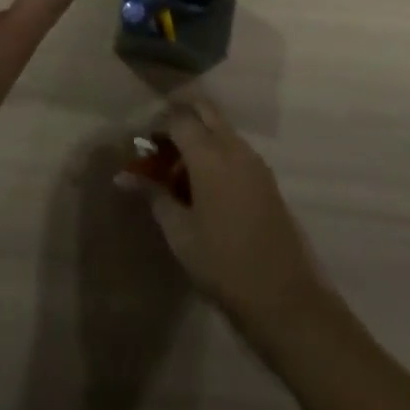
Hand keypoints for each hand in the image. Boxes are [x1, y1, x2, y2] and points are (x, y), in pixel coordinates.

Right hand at [130, 100, 330, 330]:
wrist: (285, 299)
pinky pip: (236, 148)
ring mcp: (255, 161)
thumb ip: (154, 196)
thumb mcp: (180, 233)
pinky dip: (217, 151)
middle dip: (181, 116)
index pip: (178, 118)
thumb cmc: (223, 265)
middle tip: (161, 143)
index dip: (157, 125)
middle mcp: (234, 147)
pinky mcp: (267, 178)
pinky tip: (205, 185)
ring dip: (201, 134)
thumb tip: (124, 177)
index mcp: (209, 154)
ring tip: (180, 169)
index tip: (142, 144)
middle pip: (205, 110)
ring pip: (222, 128)